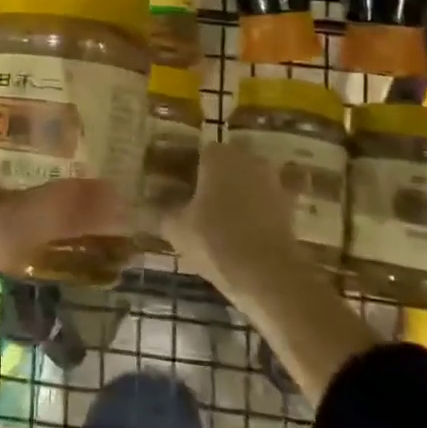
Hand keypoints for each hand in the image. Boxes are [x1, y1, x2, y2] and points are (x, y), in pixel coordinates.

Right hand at [163, 142, 375, 400]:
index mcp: (217, 154)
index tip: (170, 187)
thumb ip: (158, 212)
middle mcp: (247, 158)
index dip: (180, 169)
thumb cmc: (216, 240)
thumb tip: (137, 206)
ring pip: (245, 181)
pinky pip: (264, 202)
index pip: (194, 152)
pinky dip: (255, 211)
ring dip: (233, 194)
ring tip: (215, 219)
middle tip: (191, 202)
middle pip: (222, 164)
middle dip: (208, 179)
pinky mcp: (289, 206)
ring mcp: (272, 180)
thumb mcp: (176, 228)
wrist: (270, 275)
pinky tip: (241, 230)